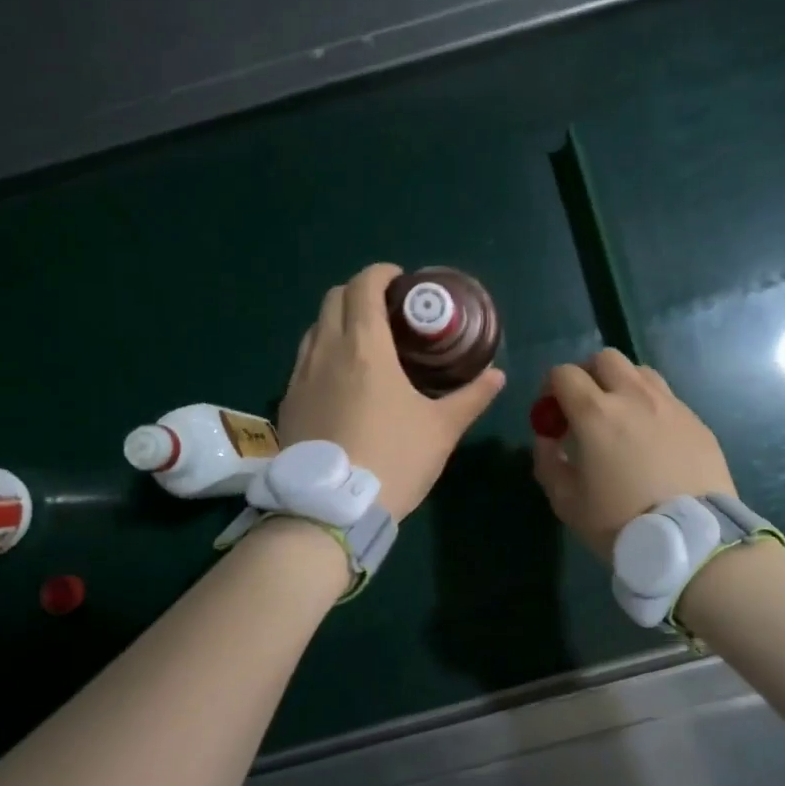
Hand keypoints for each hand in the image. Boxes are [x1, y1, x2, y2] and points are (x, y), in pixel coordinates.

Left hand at [280, 264, 505, 520]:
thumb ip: (471, 397)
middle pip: (334, 298)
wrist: (331, 511)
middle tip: (388, 312)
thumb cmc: (394, 460)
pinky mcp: (287, 402)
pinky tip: (342, 380)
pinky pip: (304, 360)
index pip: (364, 286)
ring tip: (365, 344)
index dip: (382, 274)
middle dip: (360, 293)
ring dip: (339, 321)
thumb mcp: (441, 429)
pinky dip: (323, 352)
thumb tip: (497, 376)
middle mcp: (326, 350)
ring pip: (315, 328)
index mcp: (364, 346)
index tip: (401, 282)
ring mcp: (300, 376)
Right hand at [531, 349, 736, 556]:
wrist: (692, 541)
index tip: (552, 412)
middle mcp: (634, 396)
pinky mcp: (697, 421)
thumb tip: (548, 438)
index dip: (551, 387)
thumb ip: (548, 462)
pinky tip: (653, 439)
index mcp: (596, 412)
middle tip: (585, 406)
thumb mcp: (567, 502)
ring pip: (640, 372)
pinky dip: (651, 406)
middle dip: (588, 375)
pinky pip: (667, 398)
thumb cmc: (621, 522)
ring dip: (622, 384)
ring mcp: (670, 405)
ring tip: (621, 417)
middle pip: (605, 359)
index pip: (564, 373)